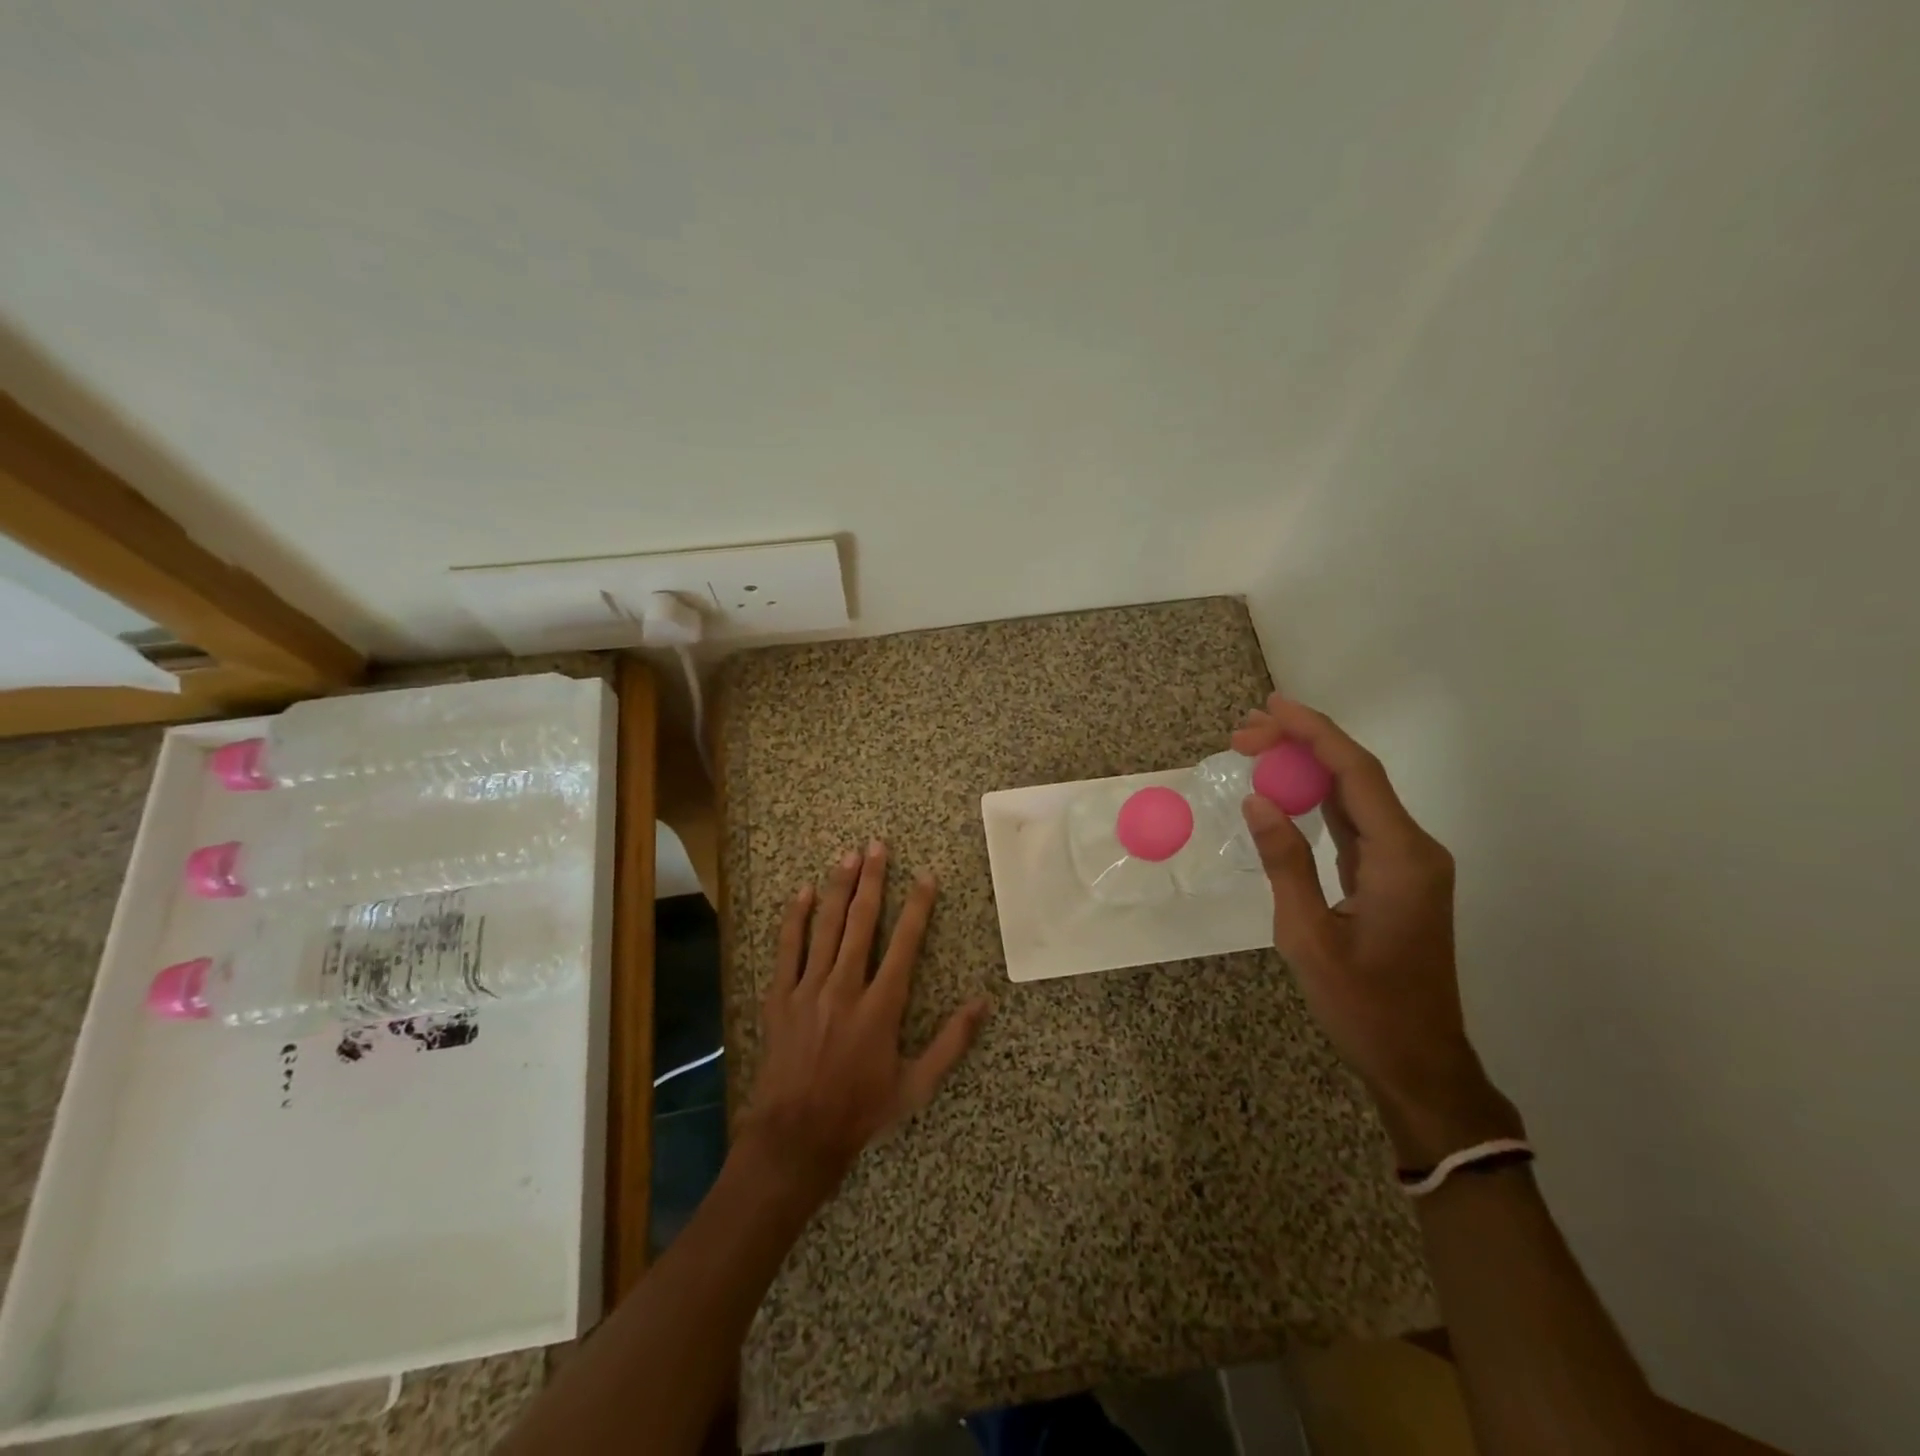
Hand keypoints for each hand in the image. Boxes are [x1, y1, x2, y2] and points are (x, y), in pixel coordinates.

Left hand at [736, 840, 991, 1207]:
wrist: (796, 1136)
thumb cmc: (861, 1111)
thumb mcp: (916, 1085)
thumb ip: (952, 1042)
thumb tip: (983, 1002)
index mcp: (881, 1006)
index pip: (904, 944)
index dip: (918, 907)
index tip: (926, 877)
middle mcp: (845, 988)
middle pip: (862, 923)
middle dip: (873, 881)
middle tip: (879, 846)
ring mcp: (808, 989)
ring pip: (826, 927)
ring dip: (839, 888)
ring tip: (848, 856)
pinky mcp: (780, 997)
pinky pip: (787, 949)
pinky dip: (795, 919)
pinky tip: (803, 892)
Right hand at [1233, 696, 1520, 1164]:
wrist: (1418, 1062)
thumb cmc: (1363, 1006)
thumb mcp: (1308, 937)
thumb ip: (1285, 863)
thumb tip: (1257, 801)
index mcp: (1401, 858)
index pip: (1355, 773)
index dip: (1313, 732)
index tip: (1270, 706)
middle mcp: (1413, 849)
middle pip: (1357, 775)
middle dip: (1302, 744)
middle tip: (1243, 732)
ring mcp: (1408, 863)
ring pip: (1356, 796)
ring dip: (1308, 768)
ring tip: (1256, 748)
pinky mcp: (1396, 877)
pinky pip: (1356, 823)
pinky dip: (1319, 800)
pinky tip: (1287, 791)